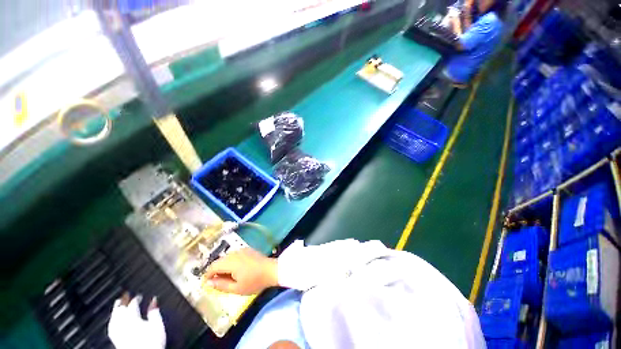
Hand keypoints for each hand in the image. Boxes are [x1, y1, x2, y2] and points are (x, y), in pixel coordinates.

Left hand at [108, 293, 165, 348]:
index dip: (136, 298)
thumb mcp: (157, 325)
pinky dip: (112, 321)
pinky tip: (113, 321)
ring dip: (116, 310)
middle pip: (121, 310)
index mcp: (134, 317)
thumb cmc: (152, 341)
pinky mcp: (116, 340)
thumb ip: (154, 312)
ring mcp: (118, 332)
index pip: (133, 304)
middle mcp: (123, 323)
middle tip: (125, 295)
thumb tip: (153, 300)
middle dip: (123, 302)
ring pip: (114, 318)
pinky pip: (111, 328)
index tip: (140, 295)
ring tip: (117, 304)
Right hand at [204, 248, 277, 294]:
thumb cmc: (254, 281)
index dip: (207, 275)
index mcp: (230, 262)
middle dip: (216, 271)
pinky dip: (232, 262)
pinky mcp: (248, 249)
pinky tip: (237, 270)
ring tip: (228, 278)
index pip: (213, 266)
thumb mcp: (236, 288)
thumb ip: (221, 285)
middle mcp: (235, 253)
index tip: (207, 284)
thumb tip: (209, 282)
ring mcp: (242, 250)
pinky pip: (235, 255)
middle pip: (220, 261)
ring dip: (224, 266)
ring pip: (227, 257)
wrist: (271, 270)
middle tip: (218, 283)